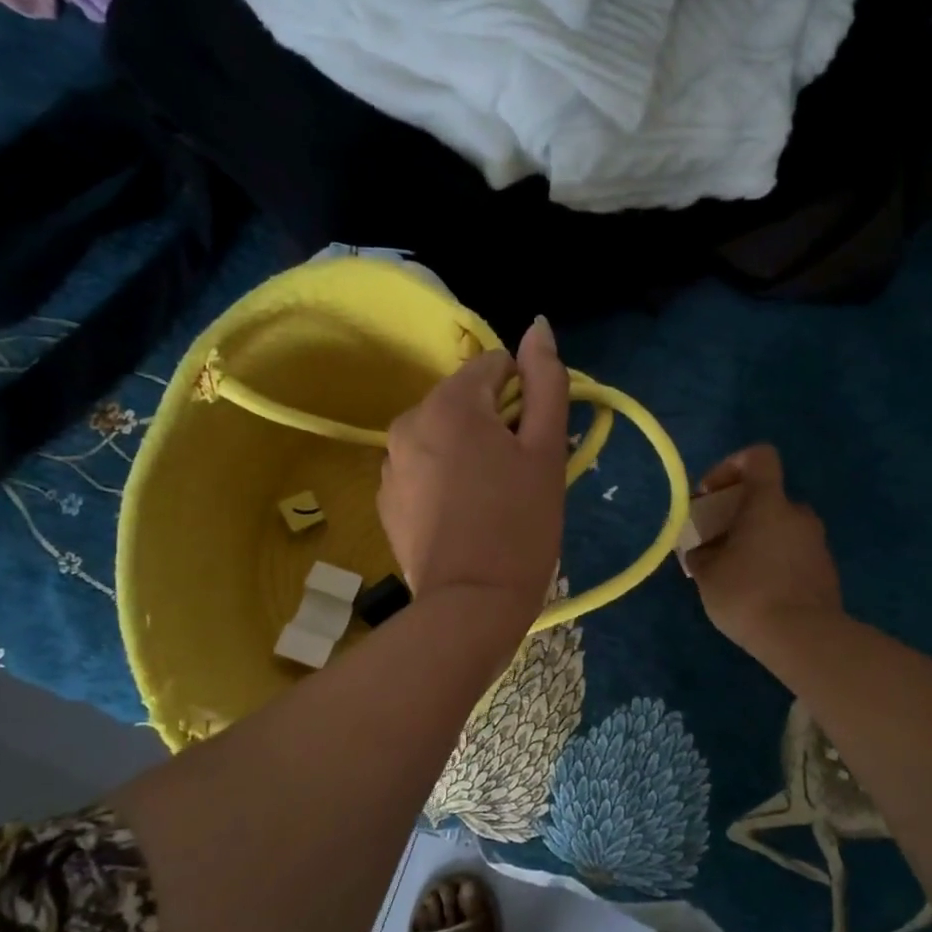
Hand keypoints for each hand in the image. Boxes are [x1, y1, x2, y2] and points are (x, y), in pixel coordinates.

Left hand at [379, 318, 567, 648]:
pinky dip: (445, 478)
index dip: (525, 398)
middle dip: (496, 425)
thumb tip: (538, 326)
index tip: (534, 444)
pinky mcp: (385, 498)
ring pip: (443, 434)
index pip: (496, 366)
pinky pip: (423, 467)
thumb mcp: (546, 451)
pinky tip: (463, 517)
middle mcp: (408, 421)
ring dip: (470, 451)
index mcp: (450, 403)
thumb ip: (547, 382)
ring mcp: (390, 462)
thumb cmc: (520, 525)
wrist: (470, 605)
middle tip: (518, 476)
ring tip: (491, 501)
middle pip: (466, 400)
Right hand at [682, 444, 842, 655]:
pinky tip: (758, 592)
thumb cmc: (747, 594)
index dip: (732, 465)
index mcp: (769, 503)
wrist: (803, 638)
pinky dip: (775, 562)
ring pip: (781, 528)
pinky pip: (794, 554)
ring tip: (735, 572)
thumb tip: (703, 550)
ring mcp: (817, 543)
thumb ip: (702, 553)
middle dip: (740, 514)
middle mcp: (798, 514)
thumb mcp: (707, 574)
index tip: (711, 494)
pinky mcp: (826, 571)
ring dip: (758, 540)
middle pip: (768, 498)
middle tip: (717, 542)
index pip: (759, 457)